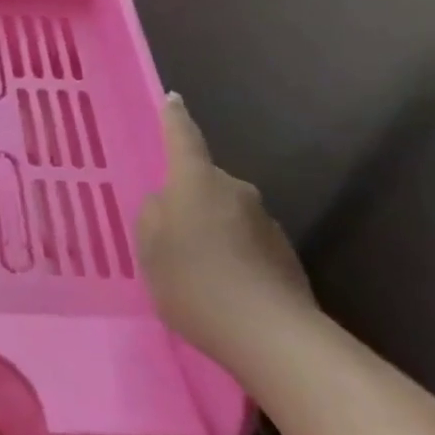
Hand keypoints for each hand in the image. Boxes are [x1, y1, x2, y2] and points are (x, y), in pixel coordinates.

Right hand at [136, 94, 315, 360]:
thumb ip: (152, 216)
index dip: (174, 119)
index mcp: (196, 182)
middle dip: (189, 200)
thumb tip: (167, 203)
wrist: (270, 335)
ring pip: (226, 215)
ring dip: (212, 231)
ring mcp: (265, 221)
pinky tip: (223, 289)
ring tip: (197, 272)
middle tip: (170, 236)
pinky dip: (233, 256)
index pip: (183, 139)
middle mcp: (235, 191)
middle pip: (205, 184)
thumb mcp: (149, 249)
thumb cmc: (194, 282)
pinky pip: (246, 242)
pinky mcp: (284, 254)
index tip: (173, 99)